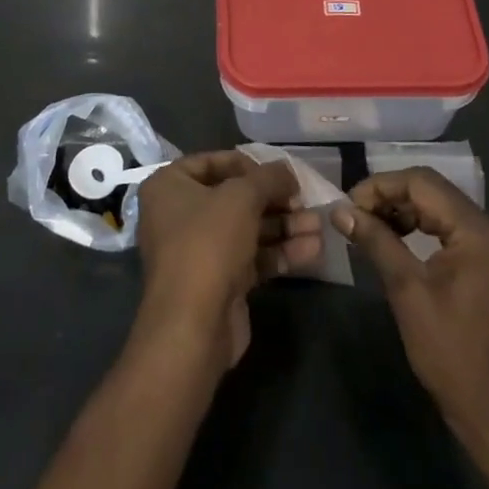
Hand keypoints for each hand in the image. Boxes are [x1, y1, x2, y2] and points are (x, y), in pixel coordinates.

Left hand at [135, 152, 322, 368]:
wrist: (193, 325)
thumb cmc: (208, 242)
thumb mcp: (241, 197)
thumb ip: (268, 178)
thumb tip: (287, 171)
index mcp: (169, 186)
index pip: (212, 162)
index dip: (248, 165)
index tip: (279, 174)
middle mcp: (179, 214)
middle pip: (234, 198)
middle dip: (274, 200)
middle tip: (305, 201)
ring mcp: (199, 250)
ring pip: (247, 229)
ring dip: (284, 226)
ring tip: (319, 225)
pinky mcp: (219, 281)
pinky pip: (252, 257)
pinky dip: (280, 252)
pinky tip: (314, 250)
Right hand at [332, 168, 488, 454]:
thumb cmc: (451, 353)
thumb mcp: (407, 291)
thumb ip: (376, 241)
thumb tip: (340, 210)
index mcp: (478, 231)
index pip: (422, 182)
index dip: (380, 186)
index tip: (347, 205)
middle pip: (431, 190)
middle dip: (389, 196)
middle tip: (353, 215)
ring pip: (438, 207)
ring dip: (401, 210)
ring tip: (367, 227)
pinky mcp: (487, 264)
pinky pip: (447, 228)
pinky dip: (417, 228)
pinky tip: (393, 241)